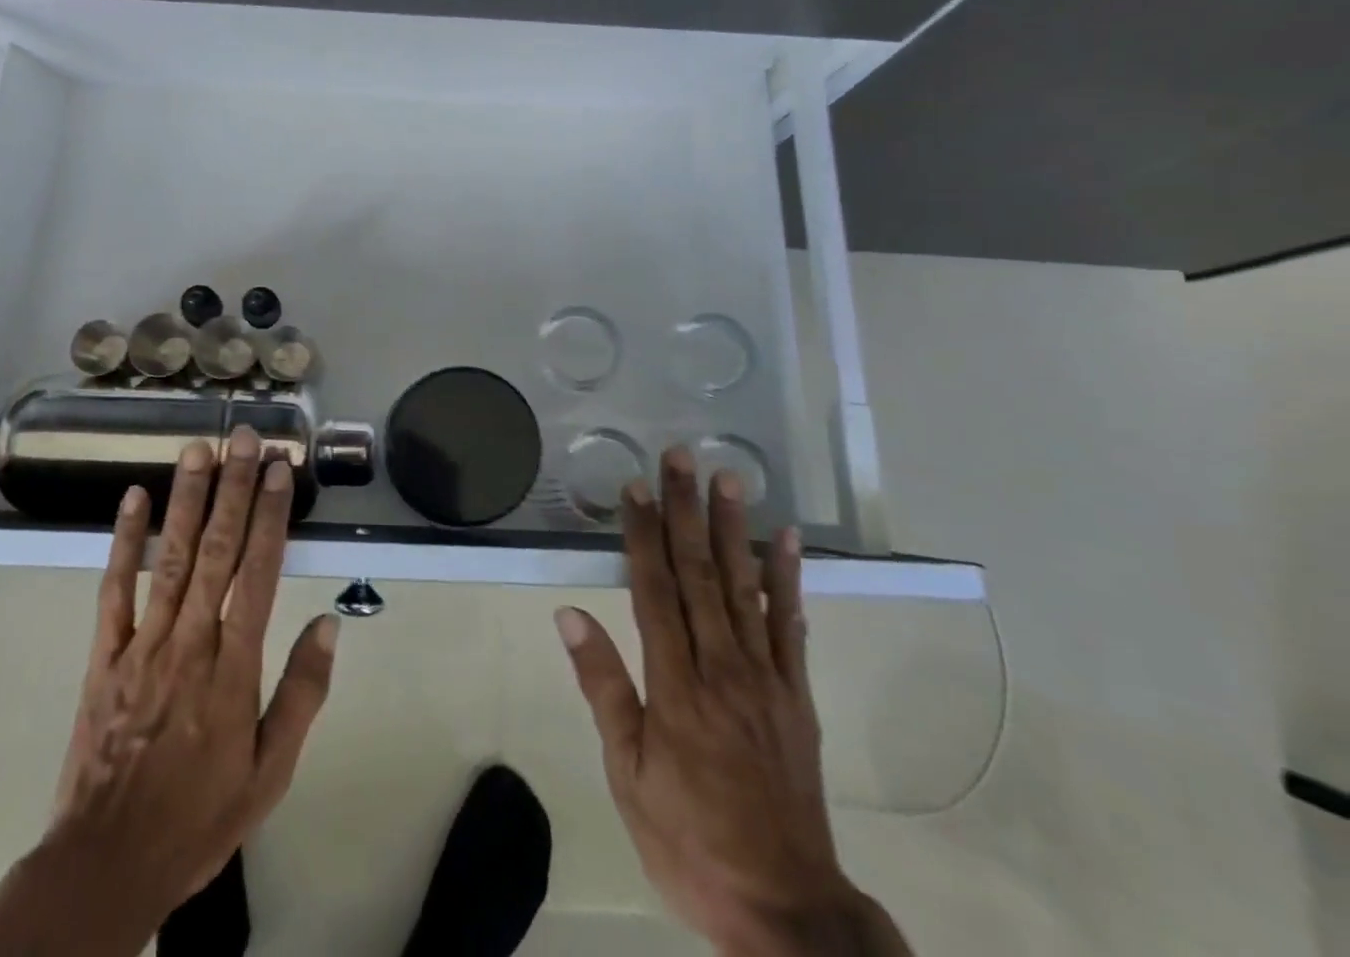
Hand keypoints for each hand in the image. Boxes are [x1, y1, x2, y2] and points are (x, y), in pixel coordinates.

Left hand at [0, 427, 337, 956]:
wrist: (107, 864)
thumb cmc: (200, 814)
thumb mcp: (270, 771)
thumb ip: (302, 694)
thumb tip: (329, 624)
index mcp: (234, 667)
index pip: (260, 572)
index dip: (272, 515)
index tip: (279, 470)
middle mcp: (191, 641)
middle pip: (218, 550)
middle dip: (234, 488)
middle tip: (244, 438)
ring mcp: (143, 643)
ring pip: (171, 557)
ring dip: (187, 499)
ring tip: (198, 449)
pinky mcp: (105, 655)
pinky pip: (115, 590)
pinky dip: (124, 542)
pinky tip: (134, 500)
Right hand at [556, 447, 909, 955]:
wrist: (784, 908)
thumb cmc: (689, 839)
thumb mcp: (627, 774)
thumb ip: (604, 687)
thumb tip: (569, 614)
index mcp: (676, 685)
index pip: (653, 589)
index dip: (642, 533)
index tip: (635, 486)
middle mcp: (722, 667)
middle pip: (700, 573)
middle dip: (686, 510)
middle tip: (681, 457)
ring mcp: (765, 678)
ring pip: (745, 587)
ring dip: (734, 528)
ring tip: (729, 479)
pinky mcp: (795, 695)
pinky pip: (791, 627)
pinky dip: (788, 580)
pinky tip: (786, 541)